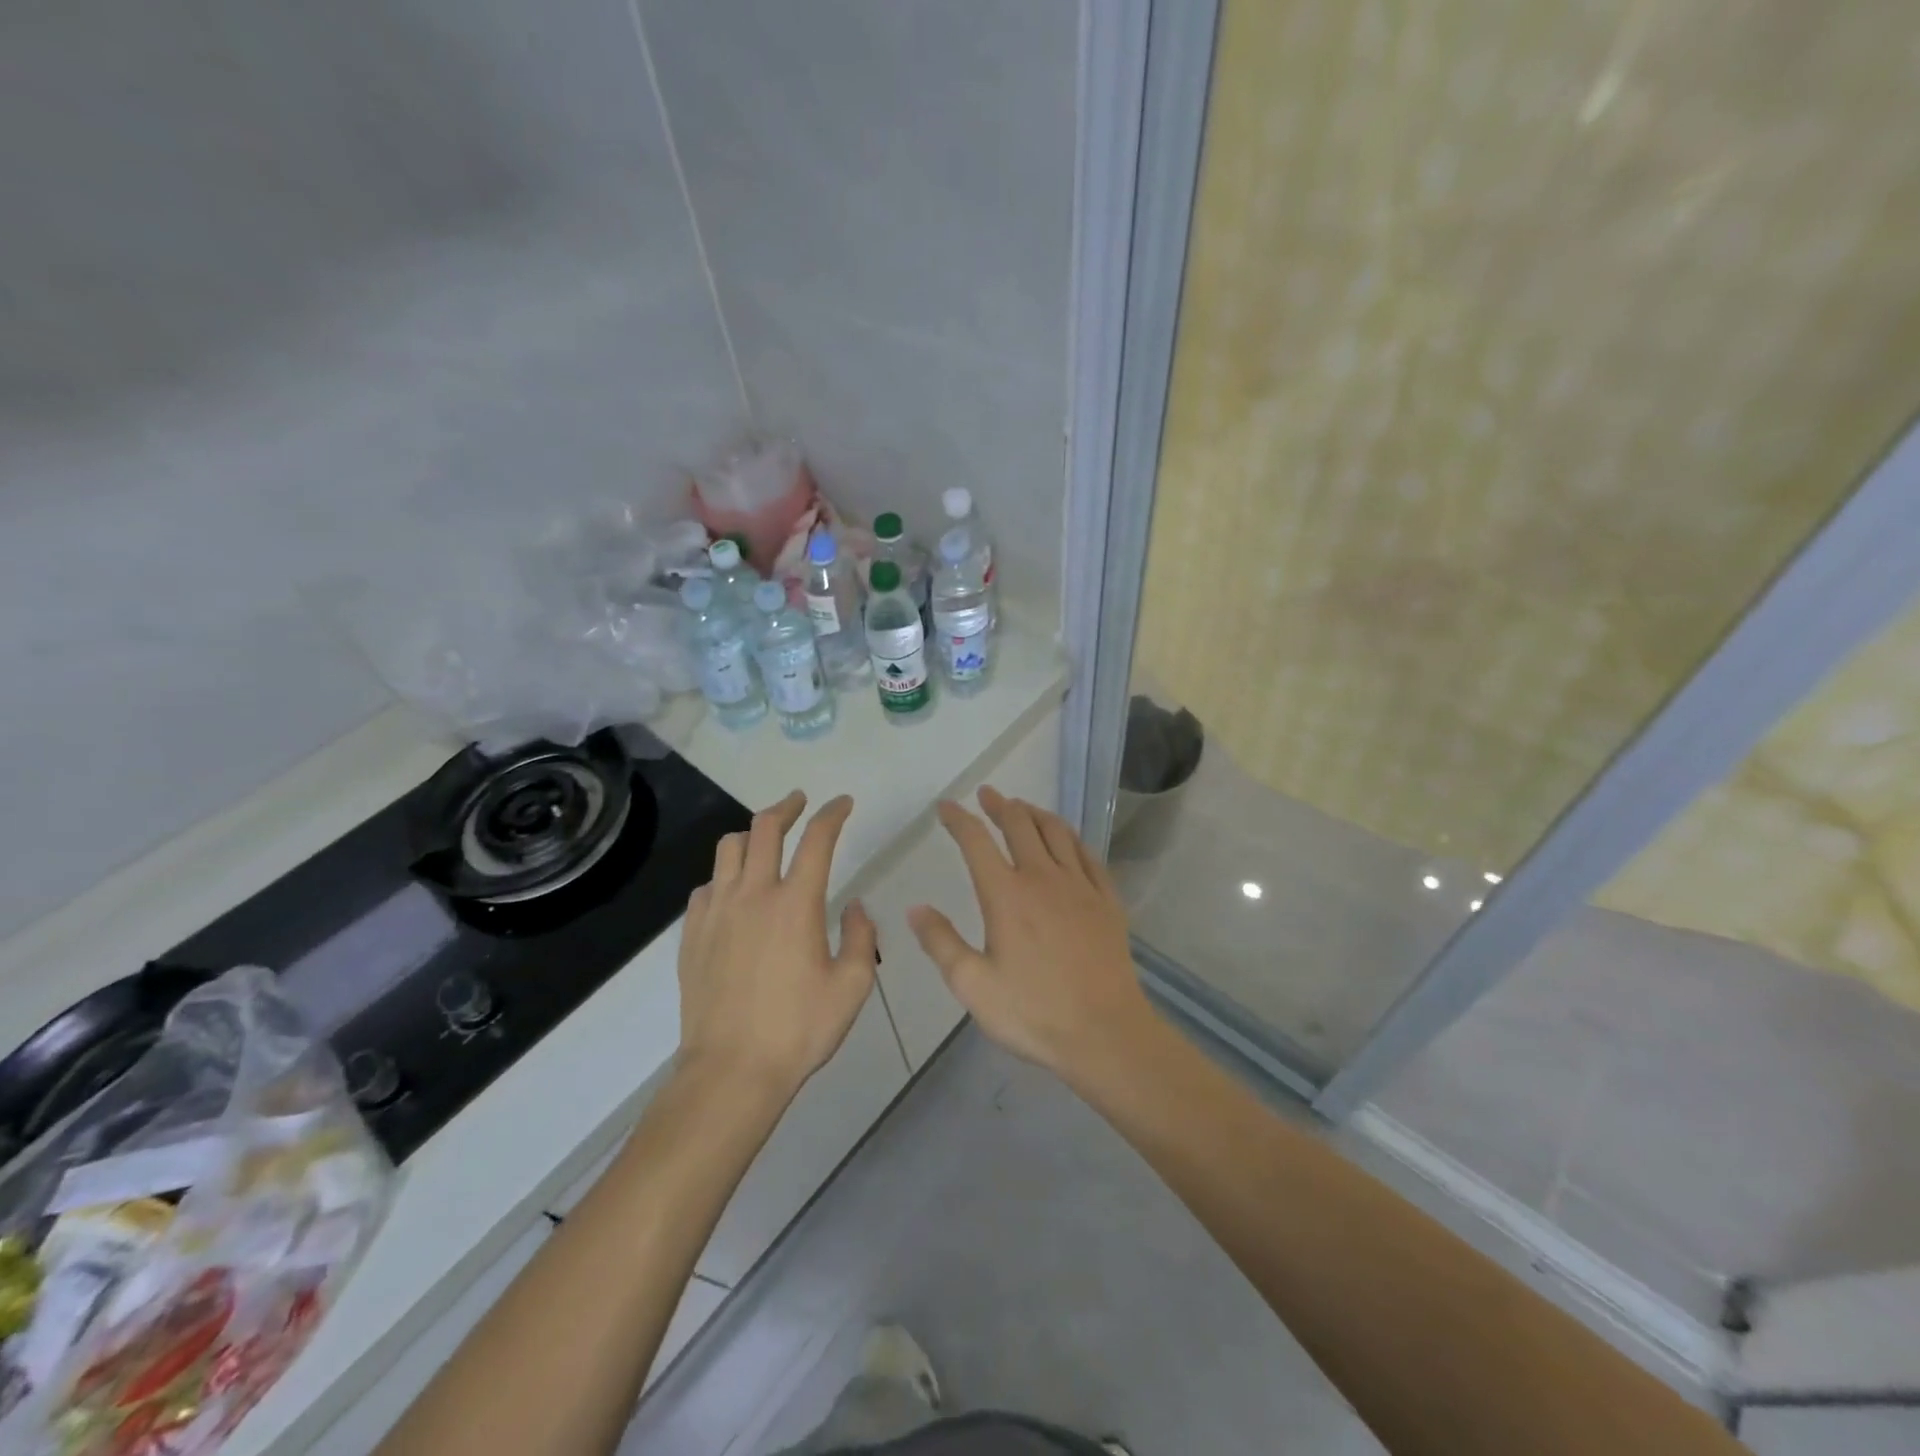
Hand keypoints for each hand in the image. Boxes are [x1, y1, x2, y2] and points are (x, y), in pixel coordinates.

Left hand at [677, 791, 876, 1099]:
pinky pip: (706, 887)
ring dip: (751, 835)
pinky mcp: (692, 934)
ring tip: (765, 842)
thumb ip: (861, 937)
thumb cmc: (799, 1029)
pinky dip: (725, 877)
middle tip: (800, 802)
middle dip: (787, 807)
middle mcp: (753, 894)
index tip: (843, 803)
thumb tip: (855, 907)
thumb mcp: (852, 987)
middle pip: (765, 828)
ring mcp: (717, 912)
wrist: (731, 1071)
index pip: (817, 839)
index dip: (833, 813)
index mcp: (796, 903)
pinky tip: (734, 894)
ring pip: (728, 849)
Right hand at [907, 786, 1152, 1080]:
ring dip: (1035, 813)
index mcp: (1006, 895)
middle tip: (987, 794)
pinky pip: (1088, 854)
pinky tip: (1067, 840)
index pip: (976, 842)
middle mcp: (1043, 878)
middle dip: (1000, 805)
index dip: (959, 819)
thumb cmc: (1034, 1012)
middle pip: (1020, 825)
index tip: (946, 806)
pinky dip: (1071, 837)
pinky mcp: (1107, 900)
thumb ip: (941, 943)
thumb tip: (916, 908)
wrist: (1106, 1033)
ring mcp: (1080, 886)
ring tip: (1023, 807)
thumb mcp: (973, 986)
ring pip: (1057, 832)